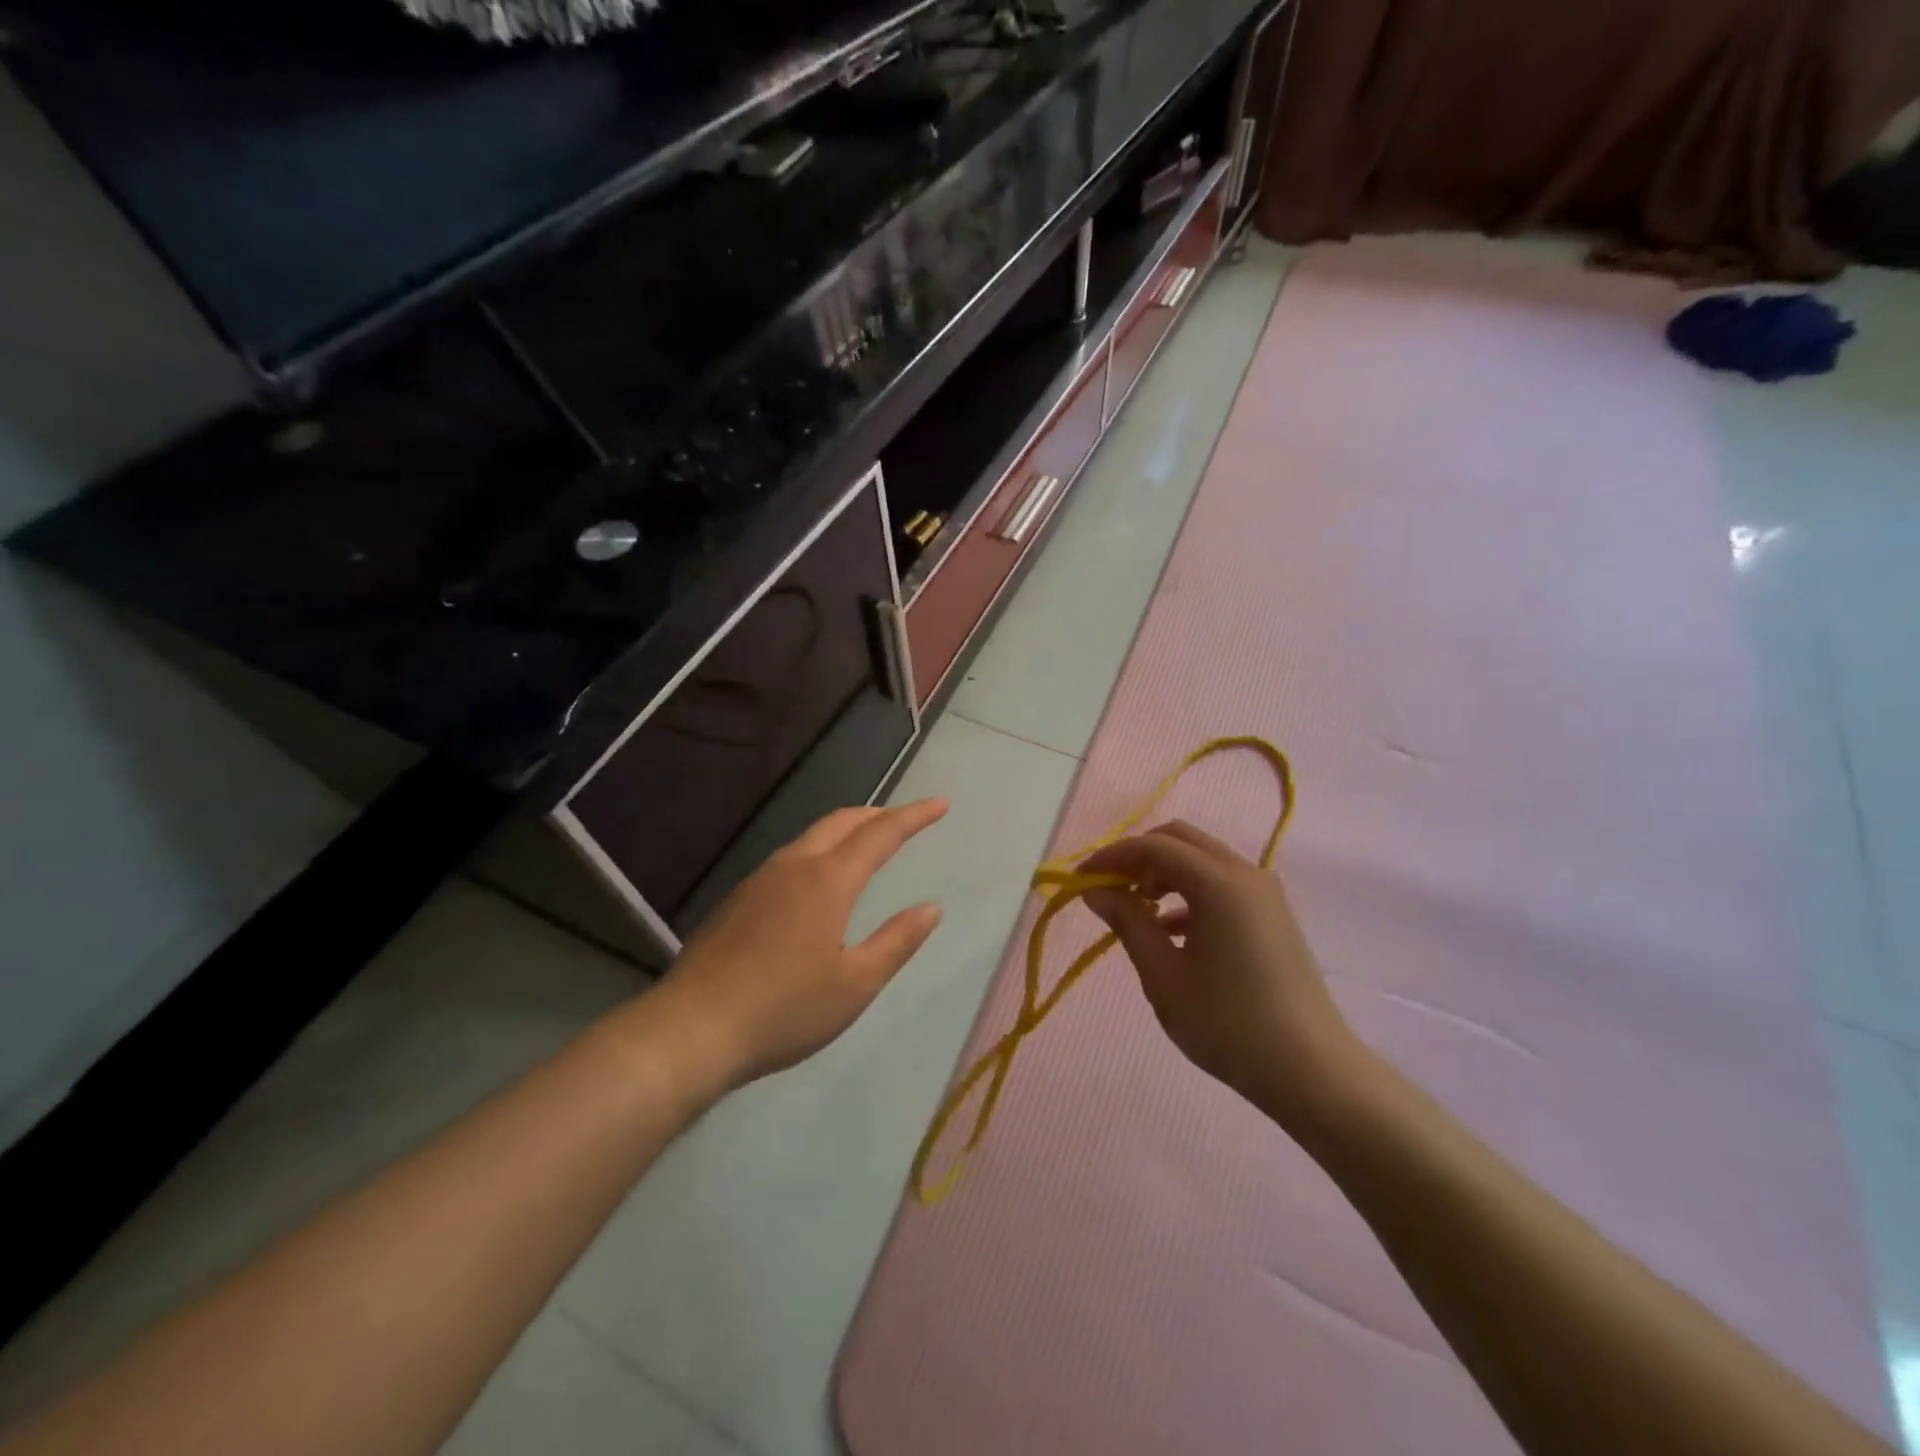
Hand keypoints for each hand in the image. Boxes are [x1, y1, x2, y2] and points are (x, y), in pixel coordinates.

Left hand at [645, 799, 947, 1092]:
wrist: (692, 1029)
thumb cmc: (785, 1009)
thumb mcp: (856, 984)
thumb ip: (898, 941)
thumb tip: (931, 908)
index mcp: (828, 880)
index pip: (882, 833)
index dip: (914, 816)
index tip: (941, 803)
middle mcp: (794, 866)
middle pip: (842, 822)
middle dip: (878, 814)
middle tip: (906, 819)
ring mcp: (760, 879)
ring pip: (811, 837)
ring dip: (846, 830)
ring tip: (867, 844)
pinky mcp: (738, 899)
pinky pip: (789, 858)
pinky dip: (819, 851)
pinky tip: (818, 882)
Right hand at [1080, 822, 1367, 1128]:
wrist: (1312, 1071)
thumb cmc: (1229, 1025)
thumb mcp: (1164, 977)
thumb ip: (1128, 924)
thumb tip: (1096, 892)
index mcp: (1219, 884)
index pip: (1153, 846)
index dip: (1111, 858)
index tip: (1080, 883)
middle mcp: (1245, 873)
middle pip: (1180, 839)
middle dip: (1137, 857)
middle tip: (1109, 890)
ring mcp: (1264, 892)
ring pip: (1201, 858)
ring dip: (1163, 872)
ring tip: (1138, 912)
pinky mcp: (1272, 913)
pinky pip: (1221, 882)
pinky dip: (1189, 891)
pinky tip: (1172, 930)